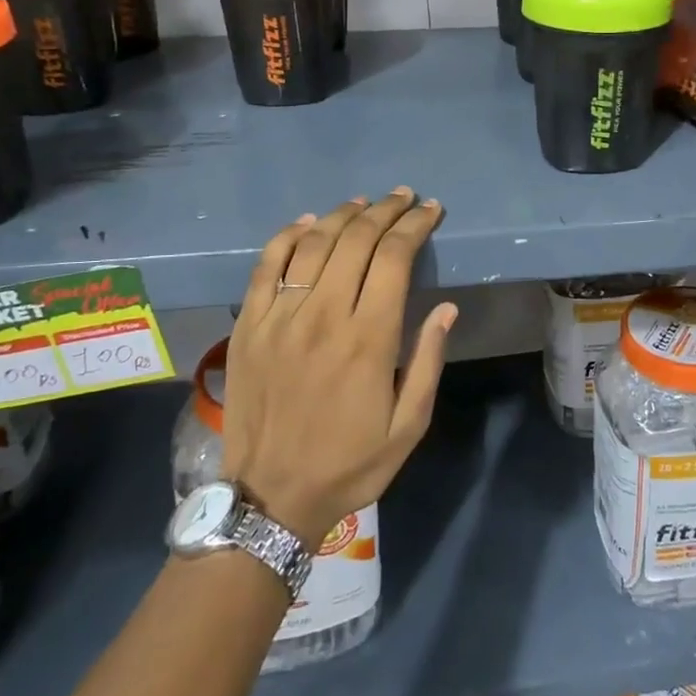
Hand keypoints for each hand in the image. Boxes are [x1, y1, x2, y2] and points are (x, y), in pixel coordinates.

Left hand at [222, 189, 455, 543]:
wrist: (270, 498)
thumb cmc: (349, 464)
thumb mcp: (408, 426)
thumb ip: (427, 362)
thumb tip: (446, 308)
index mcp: (369, 339)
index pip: (395, 258)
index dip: (415, 225)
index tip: (431, 210)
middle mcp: (324, 316)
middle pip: (356, 240)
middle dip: (385, 211)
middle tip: (403, 198)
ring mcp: (281, 317)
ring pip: (313, 244)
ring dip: (342, 215)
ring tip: (364, 203)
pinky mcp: (249, 326)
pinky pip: (267, 265)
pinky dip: (288, 236)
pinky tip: (307, 223)